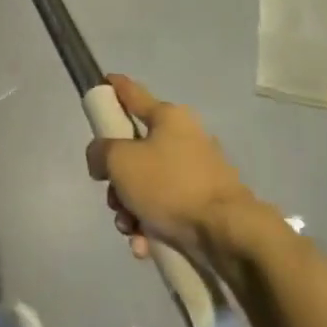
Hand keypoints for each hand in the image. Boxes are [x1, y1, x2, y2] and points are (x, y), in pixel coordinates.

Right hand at [85, 75, 259, 260]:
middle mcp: (183, 139)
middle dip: (116, 180)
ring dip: (129, 209)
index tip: (104, 81)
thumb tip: (102, 160)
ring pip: (145, 185)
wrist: (225, 231)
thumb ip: (100, 152)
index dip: (115, 87)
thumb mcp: (119, 161)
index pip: (133, 94)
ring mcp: (194, 172)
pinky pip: (163, 210)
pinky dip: (149, 226)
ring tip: (130, 229)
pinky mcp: (201, 203)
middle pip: (133, 152)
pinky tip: (145, 245)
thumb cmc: (169, 185)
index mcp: (168, 118)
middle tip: (113, 197)